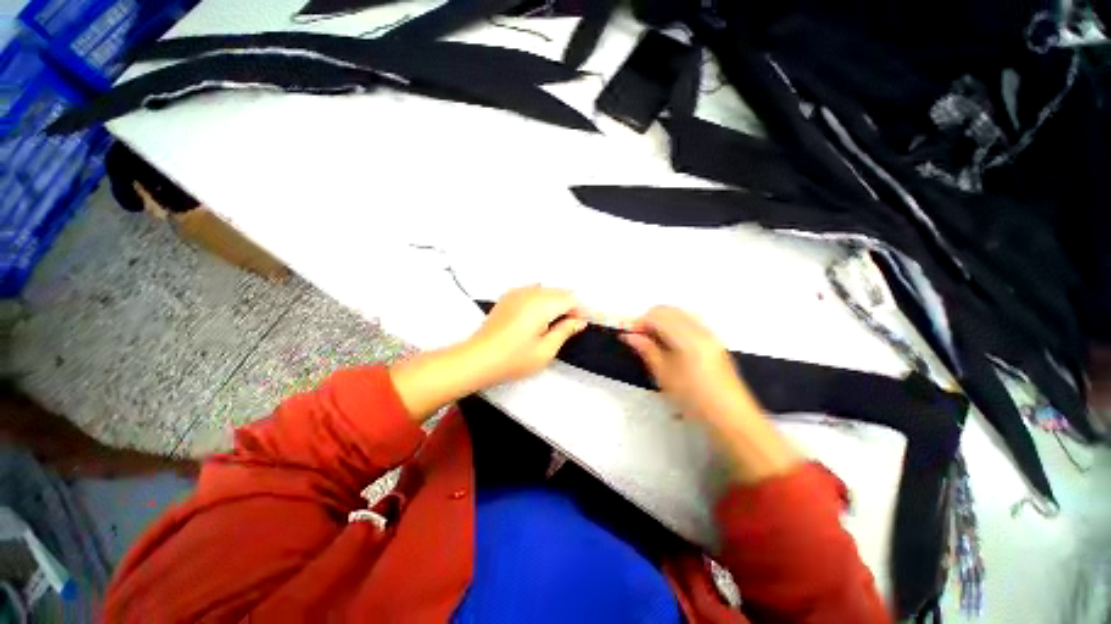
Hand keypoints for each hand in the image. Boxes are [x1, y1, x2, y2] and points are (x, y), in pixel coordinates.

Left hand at [390, 286, 585, 422]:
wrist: (478, 358)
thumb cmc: (514, 359)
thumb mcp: (545, 350)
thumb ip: (565, 331)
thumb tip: (579, 321)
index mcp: (542, 304)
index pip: (570, 298)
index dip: (579, 310)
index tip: (580, 326)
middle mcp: (530, 292)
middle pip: (558, 292)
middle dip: (567, 306)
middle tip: (567, 327)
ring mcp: (516, 292)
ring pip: (545, 290)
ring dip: (553, 303)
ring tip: (551, 324)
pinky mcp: (507, 297)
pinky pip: (531, 291)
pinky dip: (539, 300)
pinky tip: (535, 318)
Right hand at [622, 306, 800, 483]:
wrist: (730, 417)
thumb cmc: (694, 399)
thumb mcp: (665, 376)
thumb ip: (647, 350)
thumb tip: (630, 336)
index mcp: (688, 338)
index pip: (658, 316)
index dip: (639, 322)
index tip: (628, 334)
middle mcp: (701, 330)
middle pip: (669, 310)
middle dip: (649, 319)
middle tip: (638, 337)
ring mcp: (710, 334)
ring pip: (679, 314)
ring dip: (661, 321)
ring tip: (651, 341)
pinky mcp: (714, 341)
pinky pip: (689, 322)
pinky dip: (674, 326)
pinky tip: (668, 344)